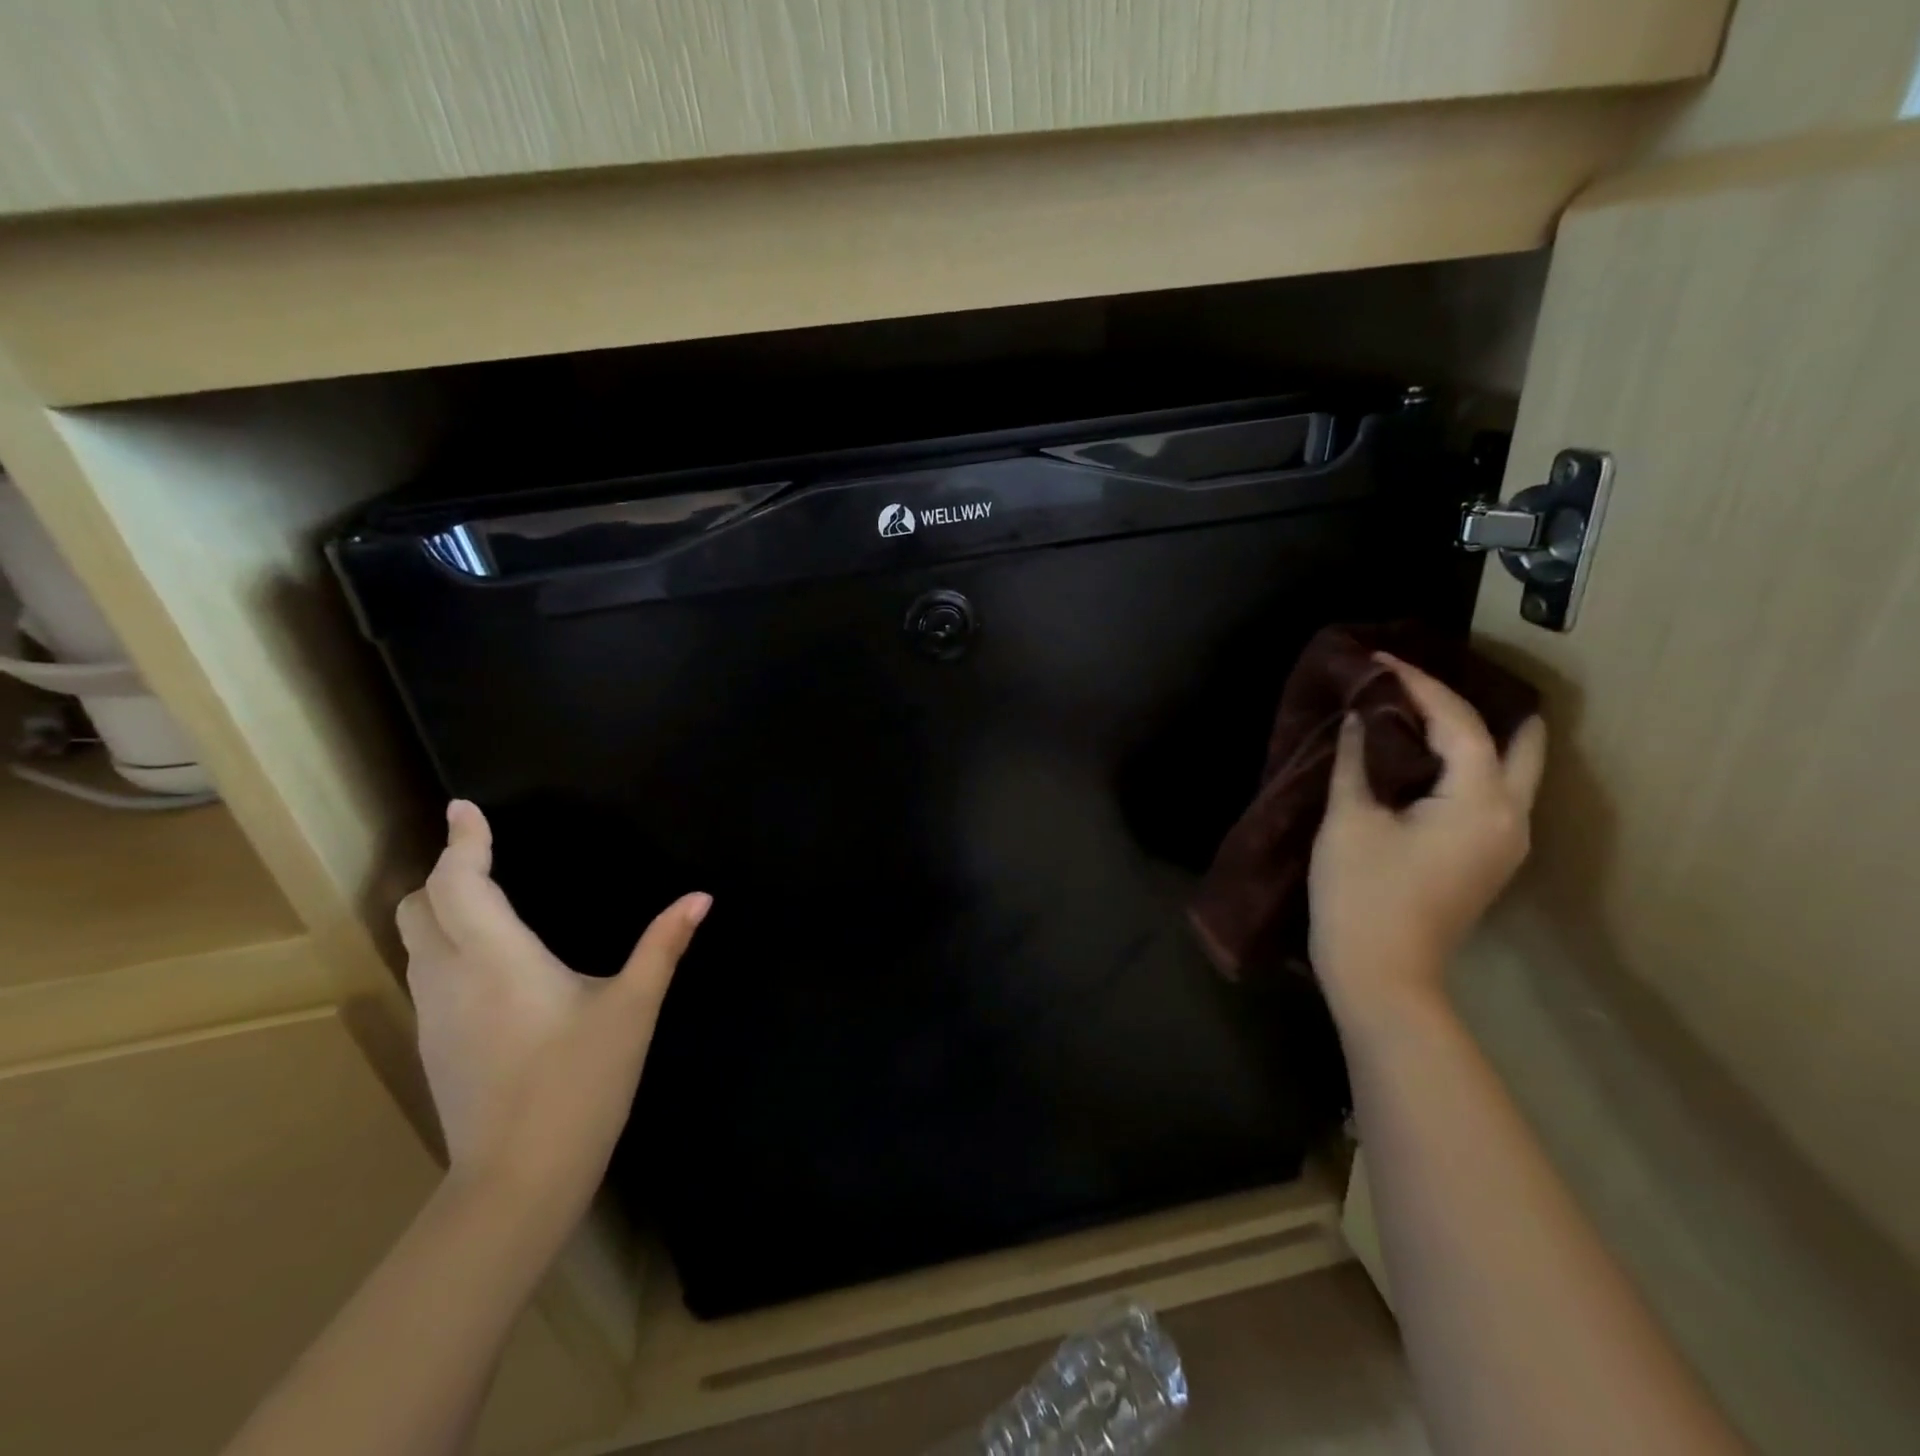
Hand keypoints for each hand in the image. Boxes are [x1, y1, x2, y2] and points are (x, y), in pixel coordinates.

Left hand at [396, 800, 708, 1221]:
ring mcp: (434, 1015)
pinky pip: (426, 973)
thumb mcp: (633, 1009)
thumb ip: (663, 946)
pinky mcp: (434, 1045)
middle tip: (485, 856)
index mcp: (497, 959)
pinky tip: (489, 963)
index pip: (460, 883)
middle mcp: (452, 977)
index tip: (466, 808)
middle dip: (445, 873)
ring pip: (416, 942)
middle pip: (418, 907)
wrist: (517, 1181)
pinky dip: (445, 945)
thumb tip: (700, 897)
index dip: (463, 841)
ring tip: (485, 898)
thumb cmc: (580, 1083)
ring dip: (440, 909)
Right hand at [1308, 654, 1545, 1031]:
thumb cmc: (1361, 895)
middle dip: (1475, 703)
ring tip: (1422, 710)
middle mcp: (1511, 816)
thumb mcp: (1349, 821)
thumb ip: (1356, 760)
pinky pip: (1493, 792)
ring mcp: (1506, 842)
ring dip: (1475, 734)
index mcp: (1480, 802)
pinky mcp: (1488, 859)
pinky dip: (1469, 764)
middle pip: (1519, 741)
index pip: (1460, 722)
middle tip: (1425, 682)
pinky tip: (1429, 758)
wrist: (1381, 976)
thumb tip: (1360, 716)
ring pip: (1510, 768)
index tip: (1381, 658)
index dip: (1418, 685)